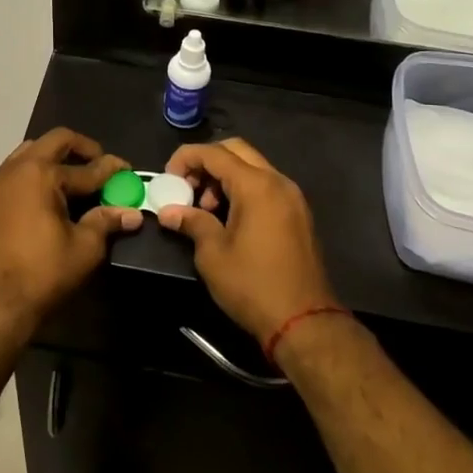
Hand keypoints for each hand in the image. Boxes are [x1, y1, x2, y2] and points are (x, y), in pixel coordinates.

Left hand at [0, 129, 140, 336]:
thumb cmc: (42, 274)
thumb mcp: (84, 248)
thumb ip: (106, 222)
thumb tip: (133, 213)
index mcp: (42, 175)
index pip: (86, 168)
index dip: (111, 169)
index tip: (128, 170)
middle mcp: (17, 168)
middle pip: (55, 141)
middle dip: (81, 149)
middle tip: (99, 165)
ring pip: (31, 152)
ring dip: (55, 158)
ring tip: (73, 179)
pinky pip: (15, 171)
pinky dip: (35, 173)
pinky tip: (47, 196)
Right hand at [155, 138, 337, 345]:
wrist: (304, 322)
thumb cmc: (253, 285)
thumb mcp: (213, 254)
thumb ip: (192, 222)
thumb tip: (169, 212)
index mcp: (256, 185)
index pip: (214, 153)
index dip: (186, 158)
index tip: (168, 177)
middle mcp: (278, 181)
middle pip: (236, 151)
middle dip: (207, 163)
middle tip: (187, 188)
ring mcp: (292, 197)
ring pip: (253, 168)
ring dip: (225, 178)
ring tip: (206, 210)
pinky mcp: (298, 214)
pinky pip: (266, 186)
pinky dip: (244, 190)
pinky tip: (229, 220)